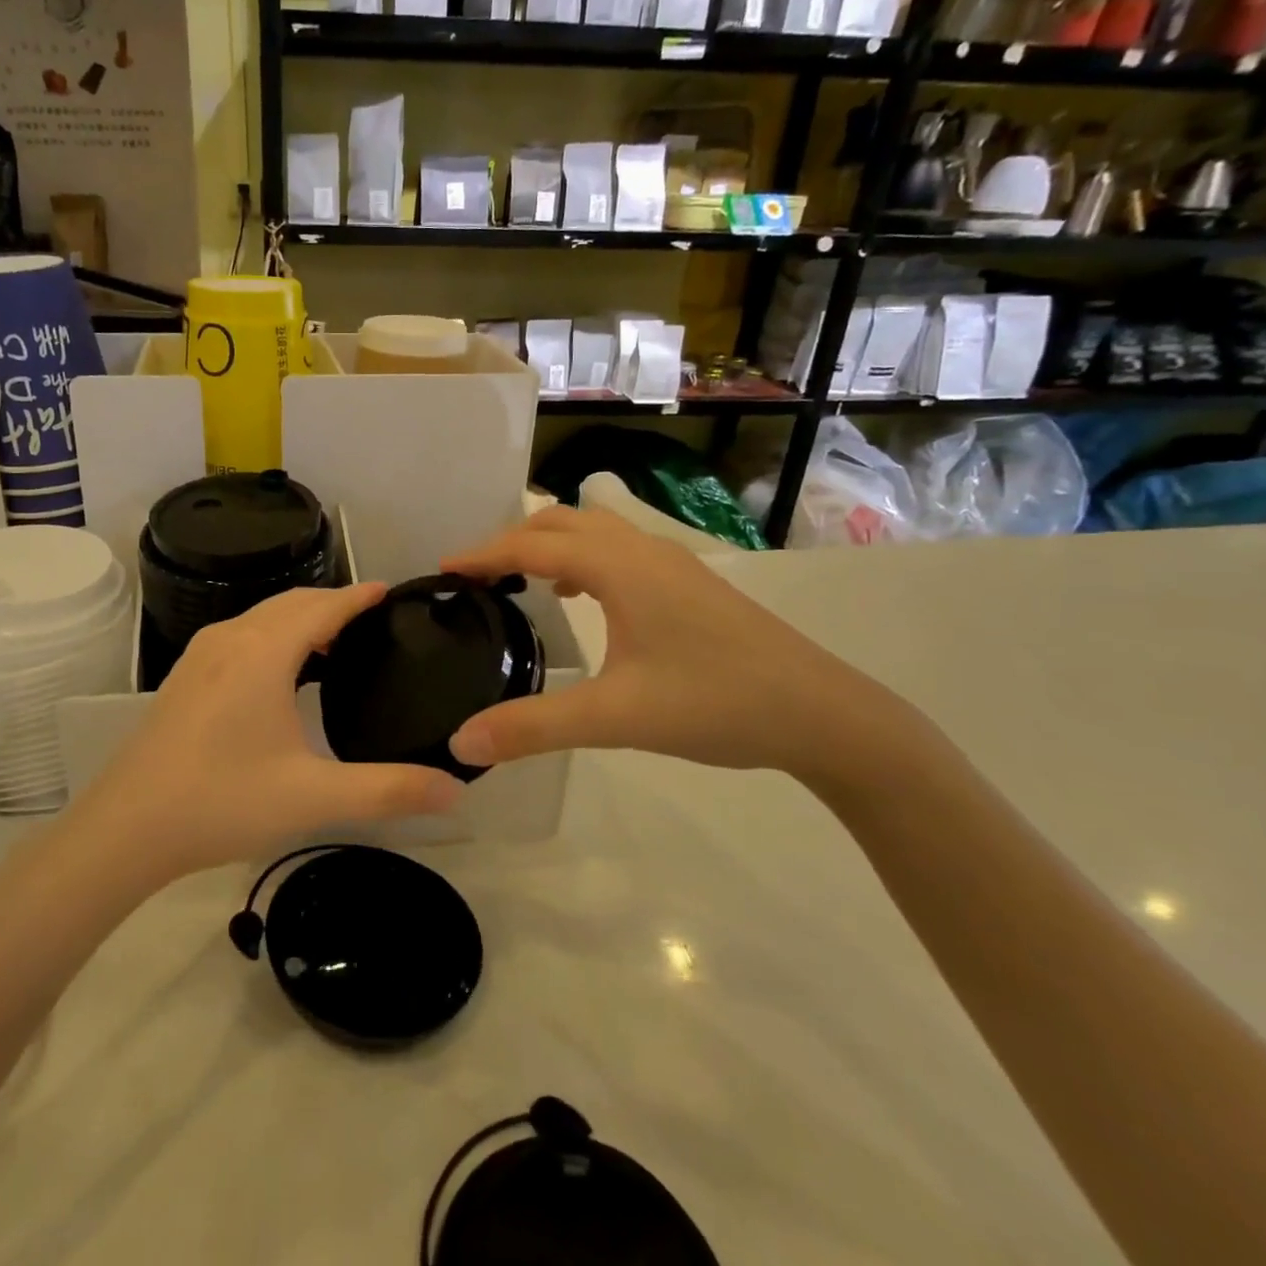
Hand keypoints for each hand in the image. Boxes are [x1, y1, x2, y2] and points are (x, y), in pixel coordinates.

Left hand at [69, 584, 463, 881]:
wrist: (126, 828)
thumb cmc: (223, 802)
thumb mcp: (313, 796)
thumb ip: (389, 790)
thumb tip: (455, 789)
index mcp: (263, 652)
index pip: (323, 607)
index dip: (359, 596)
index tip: (391, 591)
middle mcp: (231, 639)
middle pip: (291, 603)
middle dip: (333, 603)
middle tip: (373, 620)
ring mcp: (201, 656)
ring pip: (262, 617)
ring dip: (301, 619)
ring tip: (335, 644)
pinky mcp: (184, 677)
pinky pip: (241, 635)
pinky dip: (273, 635)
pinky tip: (282, 672)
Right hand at [443, 506, 898, 778]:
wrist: (824, 715)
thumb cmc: (715, 704)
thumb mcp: (615, 719)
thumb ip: (533, 728)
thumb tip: (461, 743)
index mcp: (620, 567)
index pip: (533, 544)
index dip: (483, 553)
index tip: (442, 569)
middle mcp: (644, 551)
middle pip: (562, 522)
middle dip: (512, 540)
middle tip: (475, 575)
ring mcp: (673, 565)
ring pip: (595, 530)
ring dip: (550, 543)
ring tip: (517, 578)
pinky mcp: (691, 584)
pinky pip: (620, 551)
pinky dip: (582, 559)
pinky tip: (579, 597)